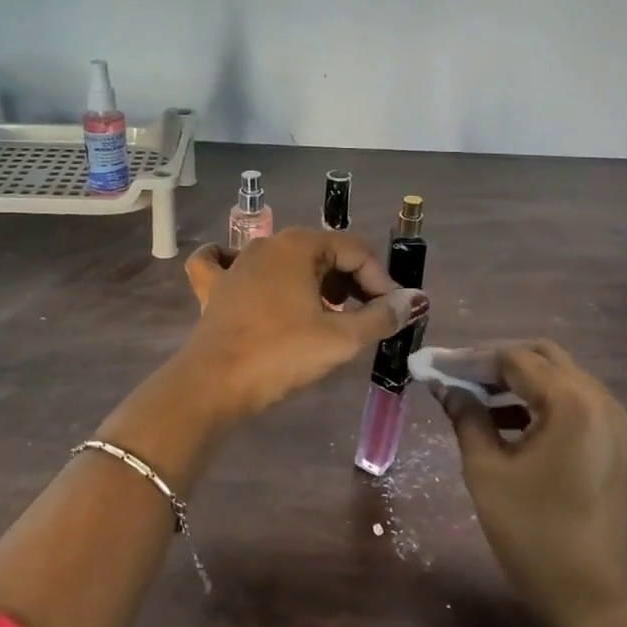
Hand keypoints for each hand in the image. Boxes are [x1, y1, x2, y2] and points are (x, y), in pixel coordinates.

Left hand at [177, 227, 426, 419]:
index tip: (391, 315)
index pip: (357, 251)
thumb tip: (414, 301)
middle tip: (365, 319)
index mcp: (300, 245)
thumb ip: (381, 317)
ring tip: (327, 314)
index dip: (381, 282)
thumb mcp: (340, 338)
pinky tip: (251, 280)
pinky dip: (248, 270)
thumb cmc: (280, 354)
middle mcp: (268, 243)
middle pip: (324, 253)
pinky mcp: (214, 287)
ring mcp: (236, 262)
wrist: (212, 384)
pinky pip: (229, 264)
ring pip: (286, 260)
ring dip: (313, 282)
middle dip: (351, 282)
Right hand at [426, 341, 626, 626]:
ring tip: (474, 396)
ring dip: (517, 380)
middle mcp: (599, 400)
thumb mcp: (486, 471)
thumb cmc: (532, 532)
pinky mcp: (613, 440)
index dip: (471, 359)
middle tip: (456, 376)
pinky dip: (538, 400)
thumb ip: (466, 417)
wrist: (590, 594)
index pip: (514, 359)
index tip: (436, 366)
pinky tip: (504, 419)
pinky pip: (572, 401)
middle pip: (542, 357)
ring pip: (559, 376)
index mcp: (571, 403)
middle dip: (496, 362)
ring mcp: (612, 420)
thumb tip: (446, 386)